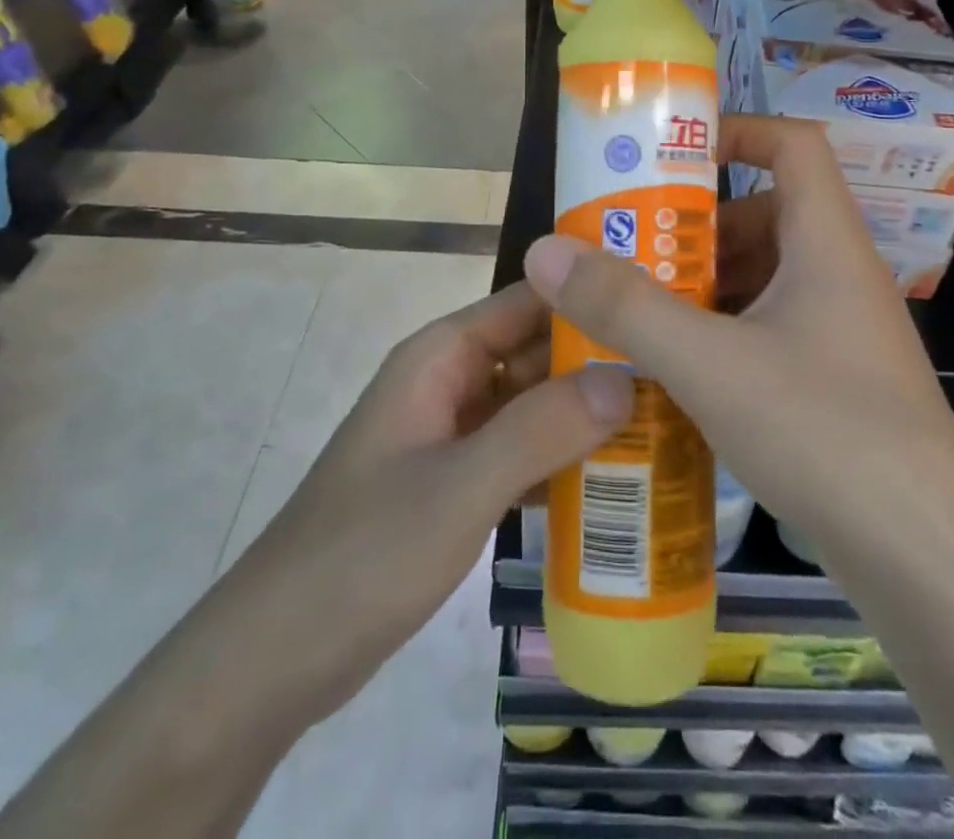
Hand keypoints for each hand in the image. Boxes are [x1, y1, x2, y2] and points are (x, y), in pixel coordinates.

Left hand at [231, 282, 634, 711]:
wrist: (275, 659)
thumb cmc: (365, 552)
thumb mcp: (461, 486)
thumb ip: (543, 428)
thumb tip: (629, 376)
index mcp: (442, 356)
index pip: (529, 300)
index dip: (589, 296)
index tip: (658, 307)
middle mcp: (450, 381)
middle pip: (537, 352)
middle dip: (600, 360)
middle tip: (678, 371)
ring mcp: (453, 434)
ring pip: (533, 404)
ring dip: (587, 412)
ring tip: (665, 418)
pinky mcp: (457, 481)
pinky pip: (522, 451)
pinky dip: (562, 458)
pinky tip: (616, 478)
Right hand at [522, 114, 953, 565]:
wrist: (927, 558)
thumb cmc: (824, 431)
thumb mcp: (710, 363)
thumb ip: (625, 307)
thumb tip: (545, 251)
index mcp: (828, 242)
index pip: (795, 145)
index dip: (739, 132)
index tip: (674, 157)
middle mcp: (841, 274)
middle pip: (769, 215)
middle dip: (699, 228)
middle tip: (633, 251)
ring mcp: (843, 331)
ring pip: (767, 278)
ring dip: (706, 287)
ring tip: (640, 313)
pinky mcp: (838, 381)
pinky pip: (772, 330)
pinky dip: (725, 334)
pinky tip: (679, 374)